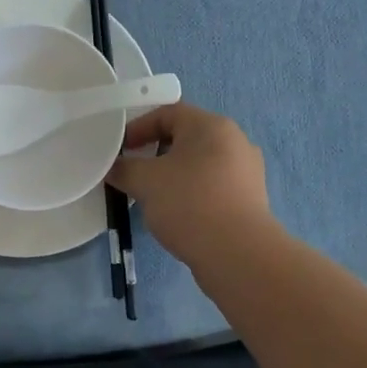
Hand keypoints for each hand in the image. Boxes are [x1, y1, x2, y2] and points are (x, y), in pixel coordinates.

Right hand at [106, 102, 272, 265]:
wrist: (238, 255)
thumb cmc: (189, 203)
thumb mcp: (145, 182)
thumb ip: (124, 168)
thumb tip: (115, 167)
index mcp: (211, 126)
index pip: (168, 113)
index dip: (139, 127)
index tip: (120, 149)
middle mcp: (235, 141)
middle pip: (186, 137)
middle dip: (155, 152)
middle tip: (134, 172)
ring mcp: (247, 171)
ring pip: (200, 164)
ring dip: (173, 174)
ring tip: (153, 196)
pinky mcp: (251, 199)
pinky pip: (213, 186)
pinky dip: (192, 192)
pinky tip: (178, 214)